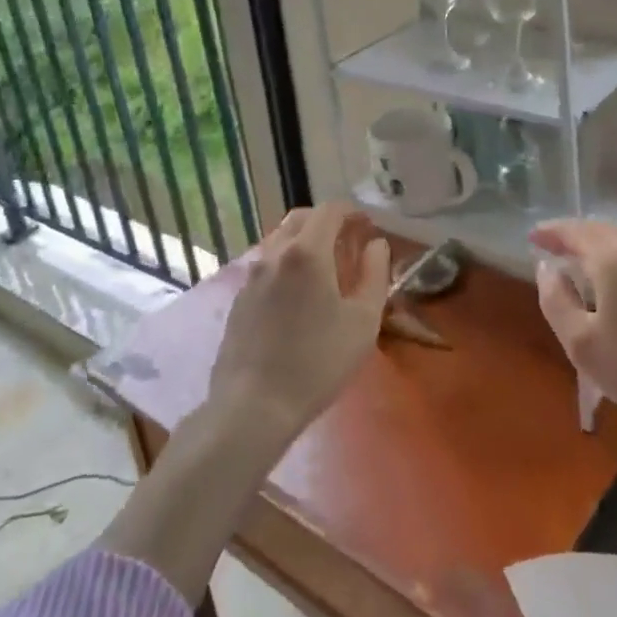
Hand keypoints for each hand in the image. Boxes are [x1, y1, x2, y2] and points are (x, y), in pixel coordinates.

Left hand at [208, 202, 391, 441]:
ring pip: (280, 240)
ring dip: (304, 241)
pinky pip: (266, 265)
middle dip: (327, 221)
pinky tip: (298, 295)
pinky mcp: (239, 298)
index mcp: (307, 252)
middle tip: (348, 242)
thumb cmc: (318, 362)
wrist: (253, 406)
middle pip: (301, 218)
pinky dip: (286, 263)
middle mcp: (274, 253)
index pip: (330, 210)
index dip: (352, 212)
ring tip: (324, 268)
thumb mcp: (363, 321)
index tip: (368, 227)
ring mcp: (251, 275)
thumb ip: (375, 274)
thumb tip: (376, 245)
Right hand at [530, 220, 616, 449]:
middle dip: (574, 235)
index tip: (531, 237)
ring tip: (581, 260)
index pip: (574, 232)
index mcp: (613, 258)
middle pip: (601, 230)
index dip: (550, 233)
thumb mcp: (582, 344)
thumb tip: (546, 269)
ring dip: (598, 243)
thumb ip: (556, 301)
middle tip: (552, 246)